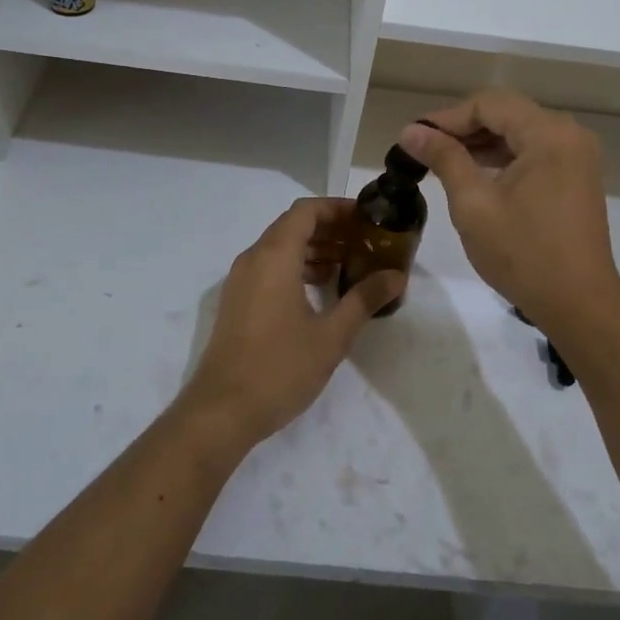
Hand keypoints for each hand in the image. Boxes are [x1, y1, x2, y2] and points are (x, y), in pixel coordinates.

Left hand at [181, 198, 402, 449]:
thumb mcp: (332, 335)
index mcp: (274, 256)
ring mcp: (240, 280)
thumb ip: (364, 299)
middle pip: (293, 226)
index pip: (306, 211)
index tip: (368, 219)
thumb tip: (396, 276)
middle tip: (365, 242)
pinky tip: (320, 289)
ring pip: (280, 247)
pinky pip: (269, 267)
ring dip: (313, 249)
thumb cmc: (280, 367)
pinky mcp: (237, 301)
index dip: (338, 208)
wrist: (222, 410)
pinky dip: (296, 266)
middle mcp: (253, 259)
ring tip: (349, 265)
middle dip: (330, 228)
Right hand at [401, 91, 619, 340]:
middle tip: (423, 148)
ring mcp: (577, 157)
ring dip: (481, 143)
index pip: (489, 104)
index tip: (413, 137)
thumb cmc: (523, 254)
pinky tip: (475, 174)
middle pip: (506, 114)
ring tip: (442, 161)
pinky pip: (534, 153)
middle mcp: (569, 135)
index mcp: (548, 134)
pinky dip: (503, 158)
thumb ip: (444, 158)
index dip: (447, 117)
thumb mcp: (474, 204)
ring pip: (519, 133)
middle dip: (463, 128)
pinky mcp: (577, 178)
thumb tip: (410, 130)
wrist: (580, 306)